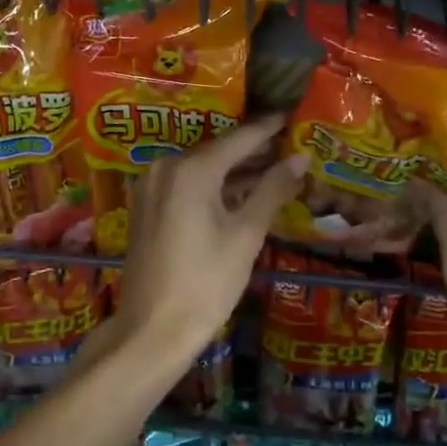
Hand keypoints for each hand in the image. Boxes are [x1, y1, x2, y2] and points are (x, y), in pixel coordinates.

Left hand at [115, 116, 306, 366]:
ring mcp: (151, 185)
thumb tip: (300, 158)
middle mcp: (166, 167)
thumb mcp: (246, 235)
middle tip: (288, 145)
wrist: (152, 330)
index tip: (289, 115)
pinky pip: (185, 184)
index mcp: (192, 169)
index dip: (267, 129)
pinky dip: (212, 185)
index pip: (239, 139)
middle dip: (253, 151)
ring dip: (234, 170)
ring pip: (201, 168)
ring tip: (272, 167)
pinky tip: (238, 191)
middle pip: (218, 151)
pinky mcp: (146, 205)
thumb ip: (272, 190)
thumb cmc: (206, 283)